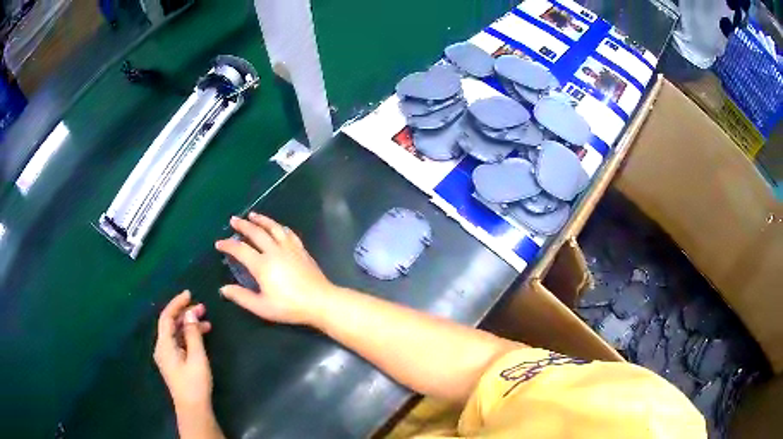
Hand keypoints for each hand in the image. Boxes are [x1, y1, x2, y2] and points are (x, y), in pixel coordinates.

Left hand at [153, 291, 212, 411]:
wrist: (193, 408)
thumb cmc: (194, 383)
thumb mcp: (197, 357)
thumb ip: (192, 334)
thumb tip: (190, 313)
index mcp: (164, 345)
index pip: (167, 317)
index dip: (177, 303)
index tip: (189, 294)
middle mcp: (162, 347)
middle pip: (170, 324)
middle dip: (185, 314)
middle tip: (203, 308)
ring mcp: (167, 356)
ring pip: (175, 333)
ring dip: (188, 325)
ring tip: (206, 322)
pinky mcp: (173, 363)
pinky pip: (178, 342)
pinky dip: (188, 336)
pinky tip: (200, 336)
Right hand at [215, 212, 334, 325]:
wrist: (320, 301)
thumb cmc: (289, 307)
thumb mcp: (262, 307)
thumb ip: (241, 297)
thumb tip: (223, 289)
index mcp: (262, 265)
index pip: (240, 250)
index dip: (228, 245)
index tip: (219, 243)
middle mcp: (274, 251)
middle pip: (256, 232)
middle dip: (243, 225)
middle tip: (233, 219)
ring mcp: (290, 249)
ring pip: (273, 228)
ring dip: (261, 220)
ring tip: (252, 215)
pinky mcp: (301, 250)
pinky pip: (288, 233)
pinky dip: (280, 227)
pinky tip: (278, 226)